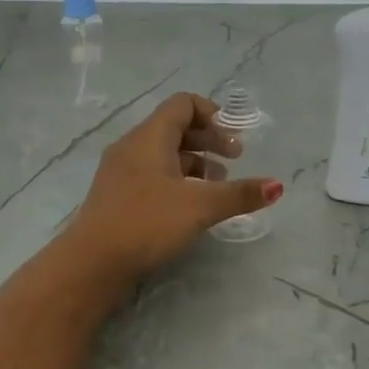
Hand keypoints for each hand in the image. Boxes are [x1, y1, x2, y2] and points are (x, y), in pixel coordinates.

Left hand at [67, 93, 282, 278]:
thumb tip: (277, 186)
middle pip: (175, 127)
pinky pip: (153, 174)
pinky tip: (190, 206)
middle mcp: (132, 146)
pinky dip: (177, 180)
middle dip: (209, 139)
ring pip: (164, 153)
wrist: (91, 264)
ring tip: (218, 186)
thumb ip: (240, 194)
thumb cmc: (146, 223)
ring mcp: (121, 172)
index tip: (234, 138)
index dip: (213, 114)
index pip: (183, 104)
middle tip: (235, 160)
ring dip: (195, 162)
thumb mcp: (200, 207)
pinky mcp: (117, 196)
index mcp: (149, 137)